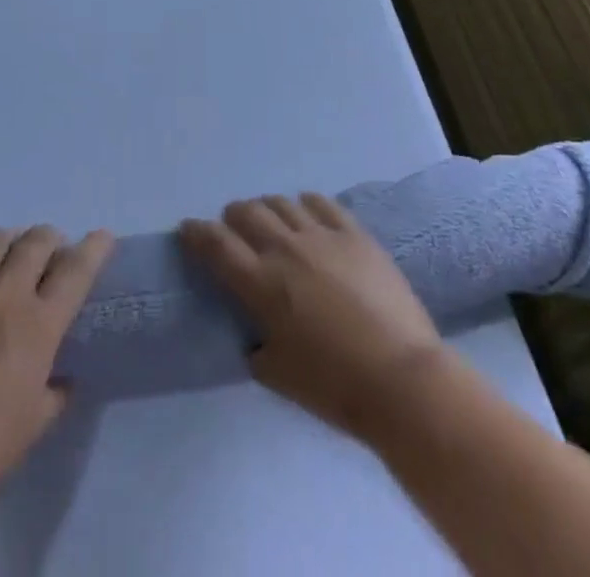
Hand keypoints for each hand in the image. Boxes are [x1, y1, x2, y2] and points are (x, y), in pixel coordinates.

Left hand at [0, 226, 114, 514]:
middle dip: (51, 238)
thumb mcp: (36, 422)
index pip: (76, 270)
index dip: (93, 248)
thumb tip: (62, 376)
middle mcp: (5, 295)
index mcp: (39, 324)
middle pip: (36, 242)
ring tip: (11, 249)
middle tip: (52, 249)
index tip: (102, 238)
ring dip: (11, 239)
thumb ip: (56, 390)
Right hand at [181, 194, 443, 442]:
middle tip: (234, 231)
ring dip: (268, 209)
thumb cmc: (335, 387)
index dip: (196, 232)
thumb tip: (253, 333)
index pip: (215, 244)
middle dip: (233, 218)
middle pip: (246, 212)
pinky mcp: (354, 232)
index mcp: (260, 284)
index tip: (188, 229)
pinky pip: (321, 202)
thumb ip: (256, 346)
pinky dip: (305, 204)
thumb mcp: (278, 375)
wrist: (402, 379)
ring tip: (272, 223)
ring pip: (281, 202)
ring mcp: (321, 235)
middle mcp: (285, 249)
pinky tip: (307, 213)